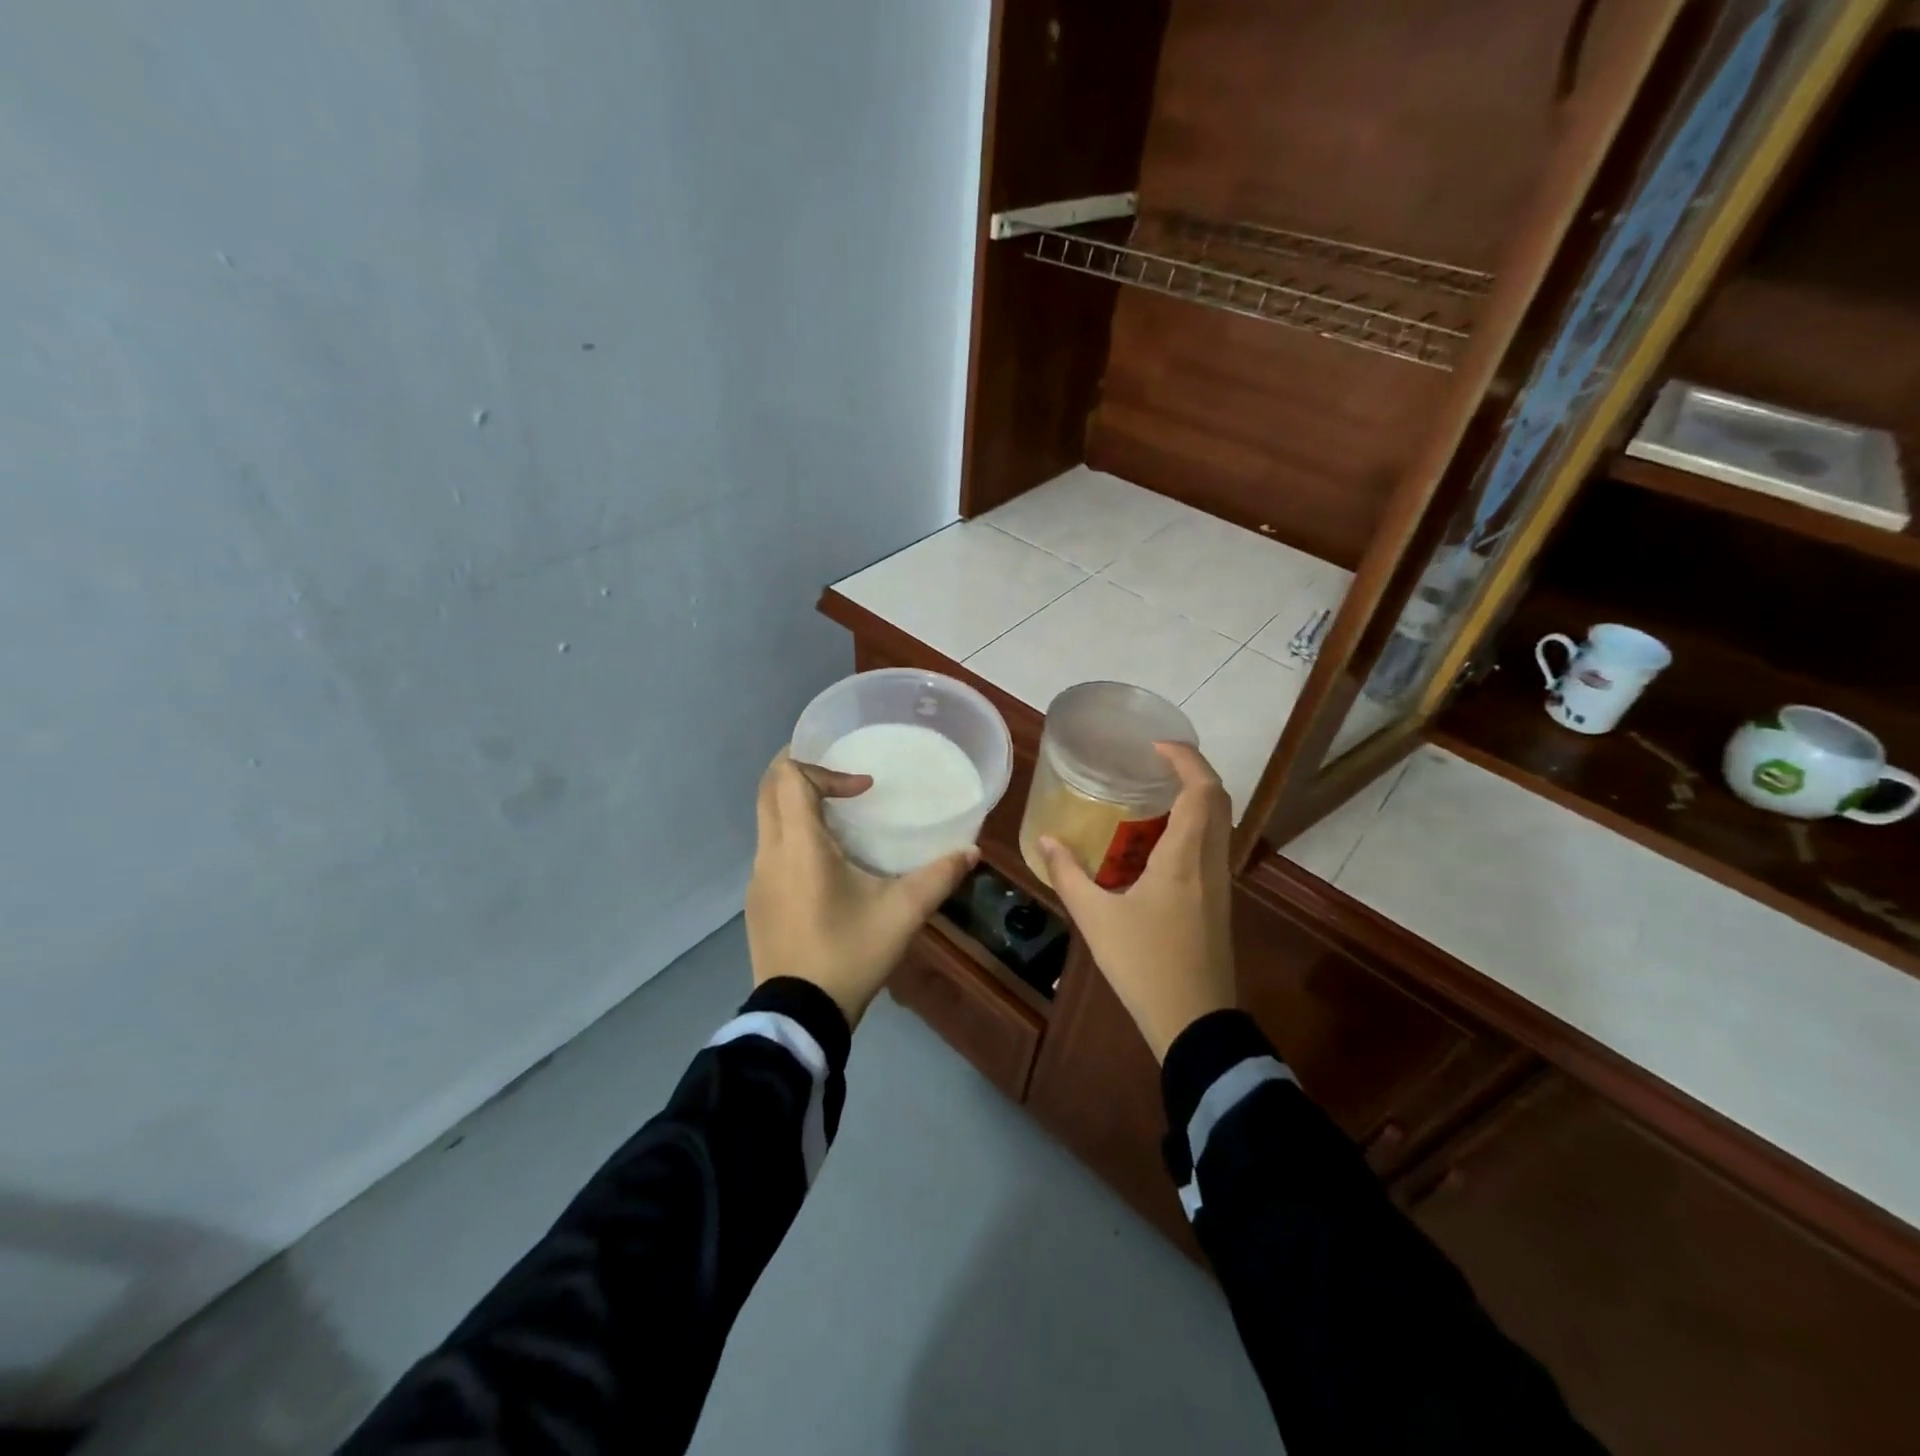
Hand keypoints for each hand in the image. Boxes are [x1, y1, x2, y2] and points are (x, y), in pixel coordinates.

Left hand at [746, 749, 976, 1028]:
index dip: (825, 769)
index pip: (789, 776)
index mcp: (799, 846)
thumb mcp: (902, 914)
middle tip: (841, 778)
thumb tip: (971, 852)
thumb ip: (938, 878)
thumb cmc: (849, 954)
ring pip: (766, 819)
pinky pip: (769, 850)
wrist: (799, 1015)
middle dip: (801, 770)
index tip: (862, 789)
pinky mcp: (756, 901)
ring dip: (796, 806)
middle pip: (769, 788)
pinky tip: (824, 866)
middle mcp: (770, 853)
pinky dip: (792, 836)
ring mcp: (757, 878)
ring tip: (838, 818)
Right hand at [1037, 742, 1236, 1060]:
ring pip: (1220, 823)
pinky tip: (1160, 841)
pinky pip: (1213, 845)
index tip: (1156, 746)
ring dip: (1196, 798)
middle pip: (1218, 799)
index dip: (1186, 759)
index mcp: (1184, 857)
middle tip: (1154, 763)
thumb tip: (1046, 840)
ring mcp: (1220, 883)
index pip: (1201, 789)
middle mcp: (1210, 861)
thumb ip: (1068, 875)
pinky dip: (1195, 825)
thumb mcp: (1095, 918)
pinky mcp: (1220, 902)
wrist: (1194, 1021)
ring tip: (1154, 794)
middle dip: (1192, 772)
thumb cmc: (1144, 964)